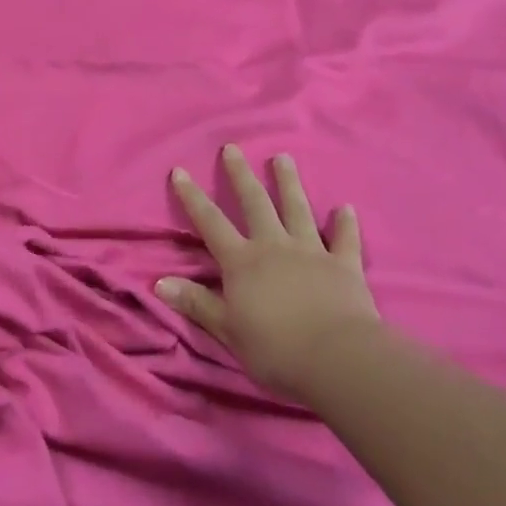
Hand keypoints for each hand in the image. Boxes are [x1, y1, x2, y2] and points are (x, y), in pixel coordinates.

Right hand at [158, 144, 381, 400]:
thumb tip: (159, 281)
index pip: (211, 223)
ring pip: (297, 208)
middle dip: (240, 174)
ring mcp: (310, 251)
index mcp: (243, 262)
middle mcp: (274, 245)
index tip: (180, 170)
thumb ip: (197, 303)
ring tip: (283, 157)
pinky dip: (345, 224)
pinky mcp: (343, 265)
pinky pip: (344, 239)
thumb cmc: (276, 349)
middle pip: (254, 202)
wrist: (337, 358)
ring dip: (289, 182)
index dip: (193, 197)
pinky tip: (346, 208)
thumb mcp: (228, 331)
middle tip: (232, 148)